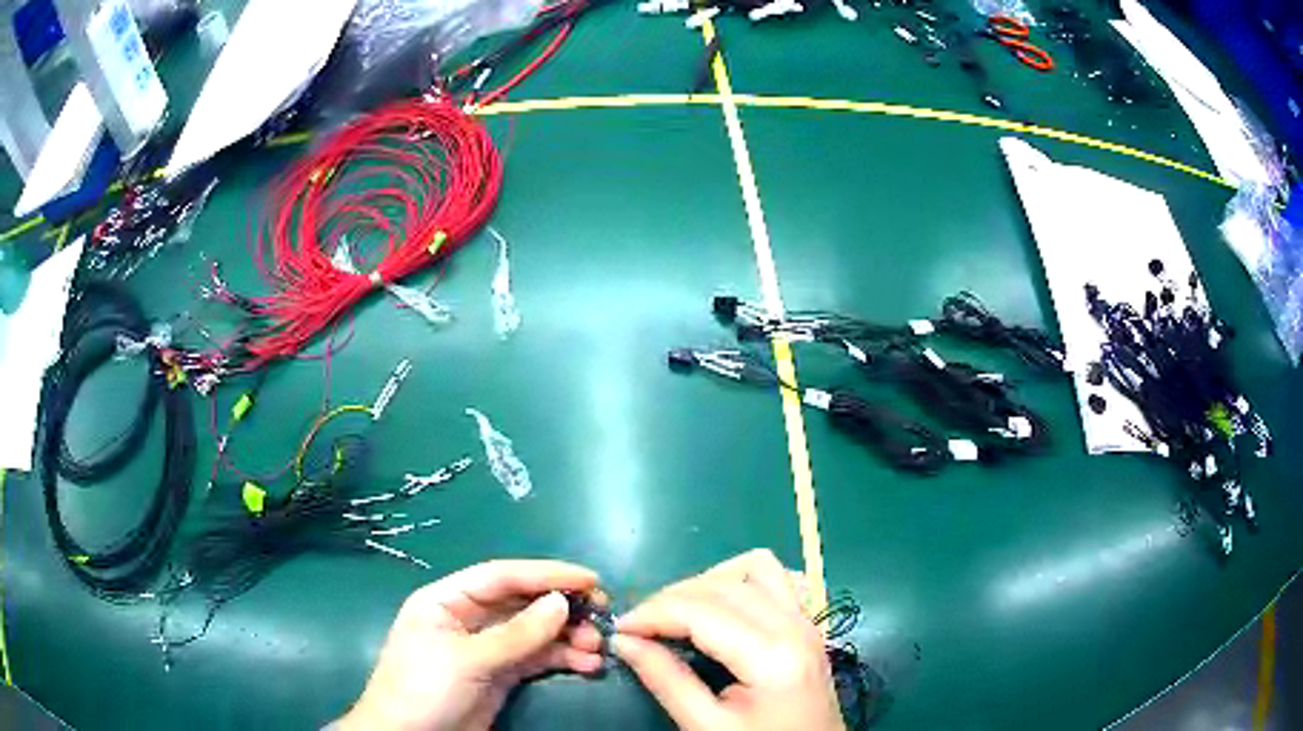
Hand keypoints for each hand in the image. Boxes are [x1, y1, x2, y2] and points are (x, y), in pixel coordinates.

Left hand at [338, 560, 604, 730]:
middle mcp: (467, 619)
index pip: (500, 576)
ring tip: (598, 648)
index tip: (589, 579)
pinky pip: (537, 659)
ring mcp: (486, 648)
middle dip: (562, 608)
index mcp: (445, 601)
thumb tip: (561, 602)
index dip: (544, 574)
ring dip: (568, 637)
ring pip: (534, 632)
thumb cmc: (423, 690)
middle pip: (522, 603)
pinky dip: (563, 659)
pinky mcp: (500, 675)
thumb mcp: (466, 660)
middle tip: (601, 615)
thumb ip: (515, 634)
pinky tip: (587, 665)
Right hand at [614, 550, 843, 730]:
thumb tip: (624, 641)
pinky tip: (723, 606)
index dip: (651, 614)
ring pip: (755, 568)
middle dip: (671, 598)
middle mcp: (795, 626)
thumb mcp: (708, 726)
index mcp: (772, 656)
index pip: (700, 611)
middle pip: (723, 585)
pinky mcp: (810, 625)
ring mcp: (808, 621)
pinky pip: (779, 579)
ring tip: (678, 613)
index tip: (618, 628)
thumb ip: (666, 681)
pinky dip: (744, 581)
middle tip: (640, 626)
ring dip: (709, 581)